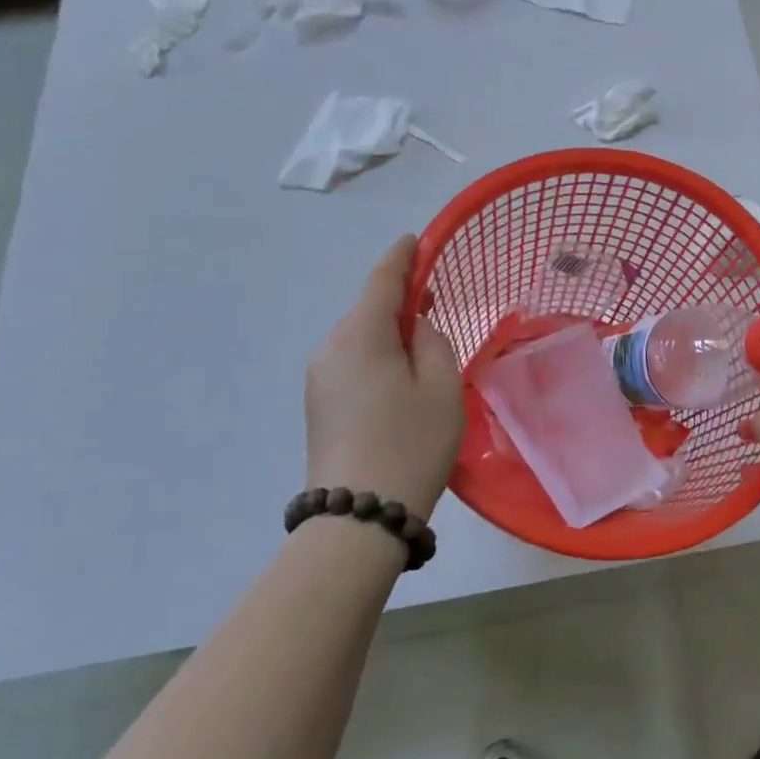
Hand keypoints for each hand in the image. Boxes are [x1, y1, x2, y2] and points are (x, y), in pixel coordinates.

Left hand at [305, 235, 464, 517]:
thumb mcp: (441, 387)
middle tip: (434, 302)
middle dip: (398, 300)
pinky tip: (400, 377)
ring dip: (388, 332)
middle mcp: (330, 348)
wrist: (357, 518)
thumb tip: (413, 326)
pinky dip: (377, 356)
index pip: (381, 280)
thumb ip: (432, 341)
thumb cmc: (411, 443)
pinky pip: (351, 362)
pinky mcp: (318, 405)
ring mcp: (318, 378)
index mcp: (360, 336)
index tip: (415, 239)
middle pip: (368, 309)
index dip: (401, 257)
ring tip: (422, 348)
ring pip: (360, 338)